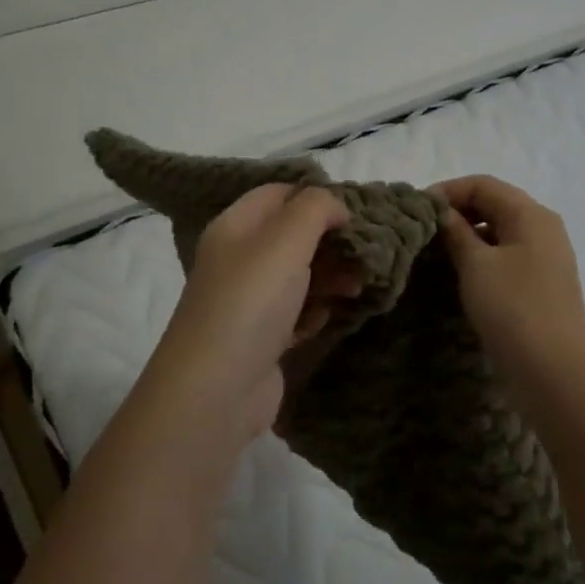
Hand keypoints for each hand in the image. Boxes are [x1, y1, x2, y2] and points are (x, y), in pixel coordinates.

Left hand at [140, 184, 356, 444]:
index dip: (316, 195)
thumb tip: (336, 207)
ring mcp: (250, 301)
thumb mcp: (285, 240)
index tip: (356, 210)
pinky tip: (331, 315)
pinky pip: (298, 313)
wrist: (217, 390)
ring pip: (300, 275)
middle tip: (367, 251)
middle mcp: (239, 259)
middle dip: (331, 240)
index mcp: (235, 226)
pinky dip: (317, 311)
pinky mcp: (264, 338)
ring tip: (360, 285)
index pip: (278, 193)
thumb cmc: (251, 302)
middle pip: (293, 235)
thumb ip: (315, 208)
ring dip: (332, 276)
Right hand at [434, 175, 584, 389]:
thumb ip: (455, 232)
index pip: (483, 184)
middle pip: (494, 204)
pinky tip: (459, 276)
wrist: (554, 371)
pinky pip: (506, 257)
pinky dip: (481, 258)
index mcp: (530, 214)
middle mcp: (543, 228)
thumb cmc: (512, 308)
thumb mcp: (476, 265)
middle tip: (422, 232)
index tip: (415, 211)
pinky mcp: (540, 285)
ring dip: (467, 237)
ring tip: (435, 254)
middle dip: (456, 212)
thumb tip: (441, 212)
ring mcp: (545, 258)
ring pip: (499, 232)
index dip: (447, 191)